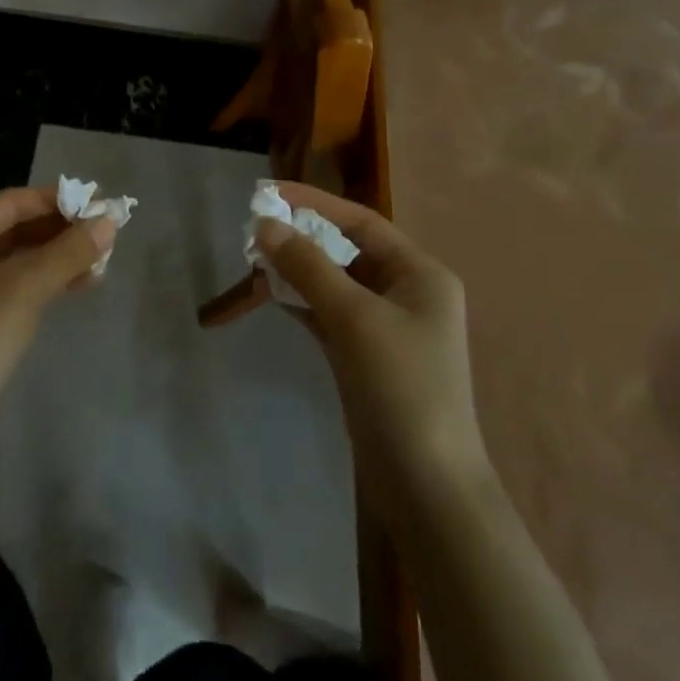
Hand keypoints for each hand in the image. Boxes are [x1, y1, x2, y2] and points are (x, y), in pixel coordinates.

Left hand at [0, 187, 114, 455]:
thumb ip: (68, 251)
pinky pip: (14, 284)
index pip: (10, 203)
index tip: (98, 203)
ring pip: (17, 258)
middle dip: (60, 229)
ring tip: (102, 258)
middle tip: (104, 231)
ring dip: (58, 255)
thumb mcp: (24, 290)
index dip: (56, 200)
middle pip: (14, 228)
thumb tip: (110, 220)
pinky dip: (46, 279)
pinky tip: (81, 282)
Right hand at [254, 184, 491, 518]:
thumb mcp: (353, 318)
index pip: (361, 222)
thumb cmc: (400, 388)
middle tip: (255, 233)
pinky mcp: (367, 355)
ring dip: (297, 271)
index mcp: (420, 274)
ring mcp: (387, 326)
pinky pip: (329, 313)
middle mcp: (407, 292)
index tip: (269, 194)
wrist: (425, 487)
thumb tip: (264, 224)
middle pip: (346, 250)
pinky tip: (272, 295)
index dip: (315, 203)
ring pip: (334, 282)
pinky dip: (302, 302)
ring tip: (254, 262)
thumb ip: (308, 266)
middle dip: (301, 240)